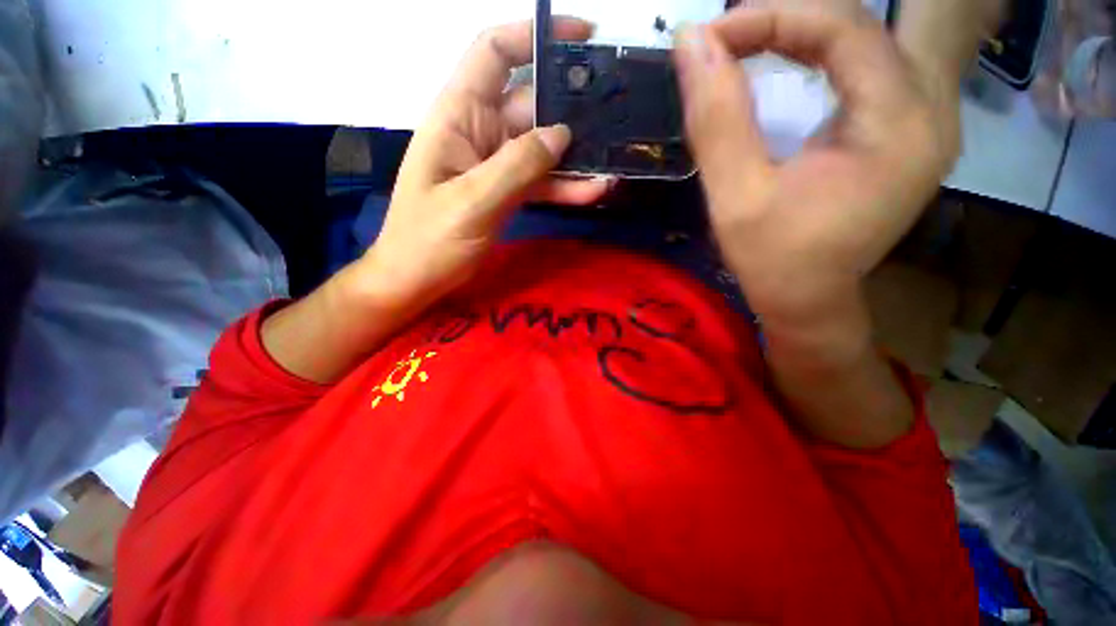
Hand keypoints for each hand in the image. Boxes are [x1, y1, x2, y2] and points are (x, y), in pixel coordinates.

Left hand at [356, 18, 610, 312]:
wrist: (417, 279)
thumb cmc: (430, 240)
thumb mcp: (473, 201)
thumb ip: (517, 165)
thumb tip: (561, 134)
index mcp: (458, 116)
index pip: (494, 53)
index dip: (534, 35)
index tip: (582, 37)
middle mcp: (480, 132)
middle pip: (531, 103)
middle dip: (572, 105)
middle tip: (616, 111)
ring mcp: (496, 165)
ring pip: (542, 148)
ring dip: (576, 156)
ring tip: (614, 160)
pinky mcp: (506, 192)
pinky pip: (540, 182)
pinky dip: (565, 186)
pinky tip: (594, 191)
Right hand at [673, 2, 959, 320]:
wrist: (809, 300)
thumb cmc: (771, 260)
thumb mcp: (736, 197)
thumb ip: (716, 120)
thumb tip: (690, 44)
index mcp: (898, 126)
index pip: (843, 28)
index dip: (770, 17)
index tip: (709, 39)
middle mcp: (930, 110)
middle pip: (861, 25)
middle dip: (786, 20)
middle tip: (727, 40)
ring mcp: (926, 119)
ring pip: (869, 38)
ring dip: (804, 32)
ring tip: (749, 45)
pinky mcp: (908, 130)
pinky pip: (870, 65)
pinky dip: (823, 53)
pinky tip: (788, 63)